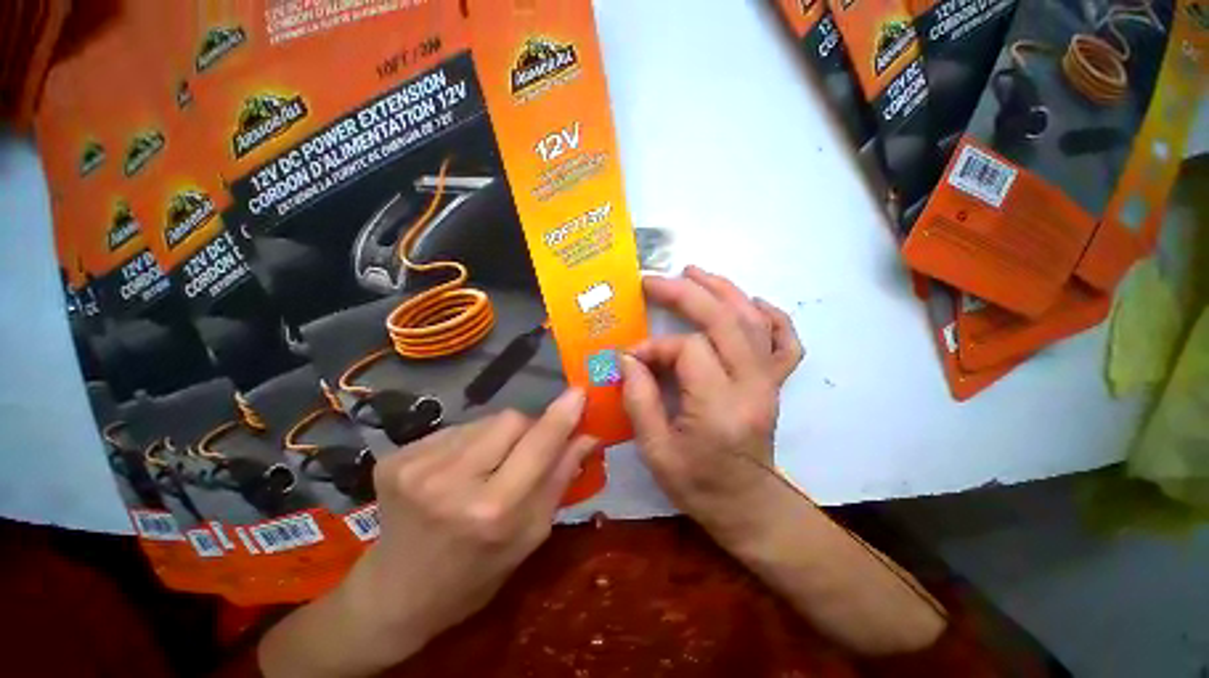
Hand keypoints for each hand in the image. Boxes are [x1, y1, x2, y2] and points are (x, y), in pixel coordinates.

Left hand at [259, 389, 596, 677]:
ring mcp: (417, 465)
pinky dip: (469, 442)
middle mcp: (451, 481)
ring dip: (497, 436)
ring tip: (486, 466)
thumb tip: (588, 436)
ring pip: (485, 420)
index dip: (562, 416)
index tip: (580, 392)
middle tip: (524, 453)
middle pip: (511, 418)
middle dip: (528, 428)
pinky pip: (456, 429)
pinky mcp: (396, 456)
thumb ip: (561, 479)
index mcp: (491, 511)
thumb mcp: (529, 537)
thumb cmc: (475, 575)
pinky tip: (458, 469)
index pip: (538, 444)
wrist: (395, 594)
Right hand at [619, 266, 802, 552]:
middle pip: (724, 320)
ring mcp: (770, 382)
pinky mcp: (775, 383)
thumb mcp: (655, 451)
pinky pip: (785, 341)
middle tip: (655, 280)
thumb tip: (628, 358)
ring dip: (722, 290)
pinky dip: (772, 316)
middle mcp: (752, 386)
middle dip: (685, 294)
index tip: (632, 358)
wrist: (748, 506)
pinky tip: (752, 302)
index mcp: (720, 407)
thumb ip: (639, 399)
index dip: (655, 347)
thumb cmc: (698, 485)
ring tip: (694, 273)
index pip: (689, 350)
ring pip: (752, 320)